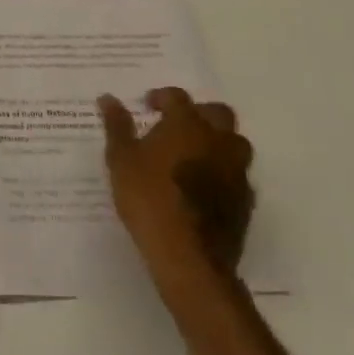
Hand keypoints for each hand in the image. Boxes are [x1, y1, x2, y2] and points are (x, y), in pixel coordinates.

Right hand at [99, 87, 253, 281]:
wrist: (188, 257)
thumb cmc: (149, 198)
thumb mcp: (121, 159)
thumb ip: (117, 126)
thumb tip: (108, 98)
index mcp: (187, 124)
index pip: (177, 97)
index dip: (162, 97)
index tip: (148, 106)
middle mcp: (217, 140)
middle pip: (218, 113)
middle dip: (199, 113)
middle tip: (176, 126)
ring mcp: (236, 171)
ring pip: (234, 143)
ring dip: (217, 142)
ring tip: (192, 155)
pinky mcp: (245, 202)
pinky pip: (237, 175)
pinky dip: (223, 172)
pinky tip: (203, 187)